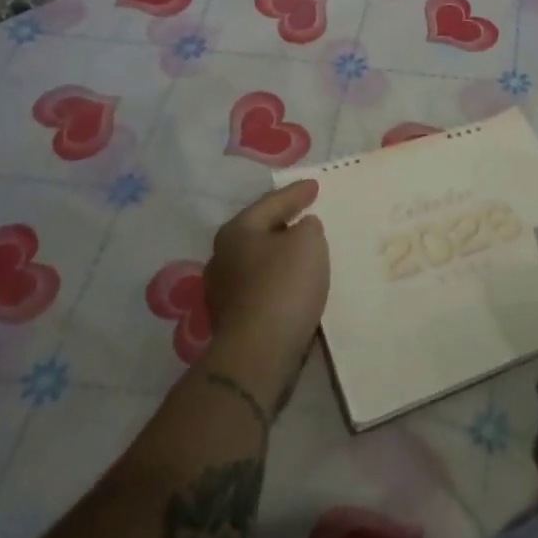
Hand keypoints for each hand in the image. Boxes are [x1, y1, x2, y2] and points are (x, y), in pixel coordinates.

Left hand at [203, 179, 328, 399]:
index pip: (271, 203)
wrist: (260, 351)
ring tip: (306, 253)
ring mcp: (223, 292)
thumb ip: (308, 227)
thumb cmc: (284, 285)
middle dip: (283, 225)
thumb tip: (301, 229)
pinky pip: (263, 289)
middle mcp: (222, 258)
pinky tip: (297, 286)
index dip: (296, 193)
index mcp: (236, 232)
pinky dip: (280, 282)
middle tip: (307, 216)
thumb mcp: (308, 242)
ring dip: (281, 257)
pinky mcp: (233, 320)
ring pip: (260, 263)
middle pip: (259, 232)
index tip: (315, 185)